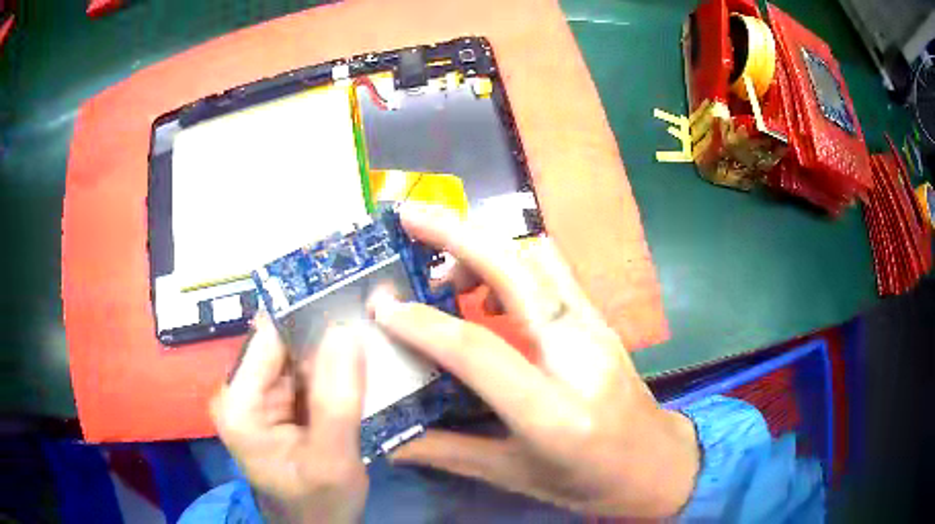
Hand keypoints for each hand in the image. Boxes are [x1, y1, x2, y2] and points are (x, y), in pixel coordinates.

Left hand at [210, 315, 367, 523]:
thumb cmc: (318, 503)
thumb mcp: (332, 460)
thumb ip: (337, 401)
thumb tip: (345, 330)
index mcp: (239, 404)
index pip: (269, 339)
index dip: (307, 314)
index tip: (348, 294)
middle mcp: (241, 392)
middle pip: (283, 343)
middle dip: (324, 331)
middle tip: (368, 315)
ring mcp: (260, 397)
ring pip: (298, 356)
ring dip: (331, 348)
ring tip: (370, 333)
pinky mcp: (278, 404)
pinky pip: (306, 374)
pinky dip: (332, 368)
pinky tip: (359, 362)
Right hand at [373, 205, 700, 517]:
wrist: (657, 462)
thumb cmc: (588, 481)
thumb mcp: (515, 477)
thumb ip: (447, 452)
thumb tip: (388, 438)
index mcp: (555, 412)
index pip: (480, 351)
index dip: (423, 323)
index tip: (382, 306)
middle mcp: (580, 356)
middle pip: (519, 272)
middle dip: (458, 235)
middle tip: (410, 216)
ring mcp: (597, 329)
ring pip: (539, 258)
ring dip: (486, 244)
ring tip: (441, 265)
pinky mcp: (601, 319)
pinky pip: (553, 270)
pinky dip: (510, 259)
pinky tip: (484, 286)